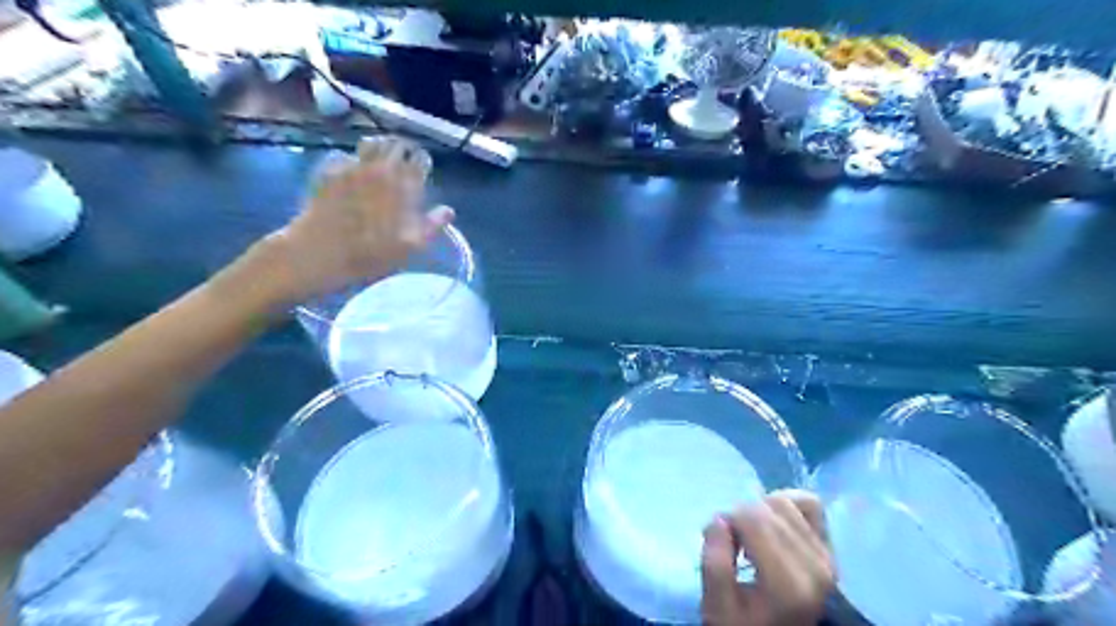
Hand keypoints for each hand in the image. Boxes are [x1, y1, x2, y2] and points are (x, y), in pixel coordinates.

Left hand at [264, 134, 451, 301]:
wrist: (323, 251)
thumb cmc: (373, 253)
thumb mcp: (412, 246)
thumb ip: (433, 225)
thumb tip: (448, 211)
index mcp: (405, 184)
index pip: (421, 158)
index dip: (423, 163)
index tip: (422, 171)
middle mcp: (381, 168)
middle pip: (397, 144)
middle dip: (403, 150)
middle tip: (403, 162)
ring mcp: (354, 166)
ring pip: (371, 142)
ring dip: (379, 149)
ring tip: (379, 161)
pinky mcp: (331, 170)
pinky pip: (346, 155)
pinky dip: (352, 161)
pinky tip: (351, 174)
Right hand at [701, 491, 831, 622]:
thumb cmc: (744, 623)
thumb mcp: (716, 606)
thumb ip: (714, 563)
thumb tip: (720, 519)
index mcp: (788, 584)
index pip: (750, 518)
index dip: (726, 522)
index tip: (722, 547)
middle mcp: (815, 566)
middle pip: (765, 507)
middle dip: (741, 518)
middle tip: (734, 545)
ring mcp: (827, 556)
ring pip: (784, 501)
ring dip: (761, 511)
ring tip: (753, 537)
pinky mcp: (830, 549)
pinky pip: (809, 504)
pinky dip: (787, 504)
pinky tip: (773, 524)